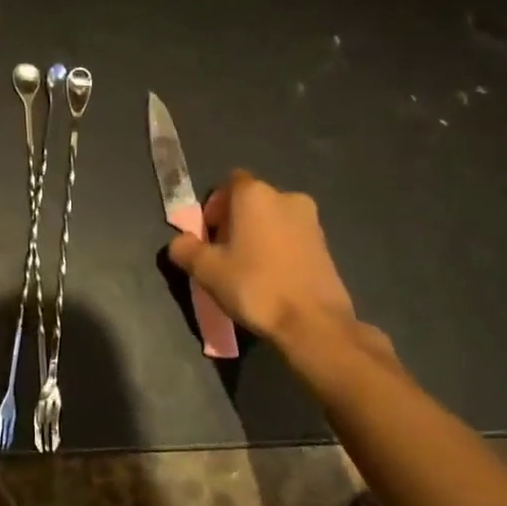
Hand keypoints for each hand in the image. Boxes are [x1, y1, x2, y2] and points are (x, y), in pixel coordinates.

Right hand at [166, 170, 360, 348]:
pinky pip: (292, 237)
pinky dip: (278, 249)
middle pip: (252, 201)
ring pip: (273, 219)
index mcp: (255, 194)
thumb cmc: (254, 286)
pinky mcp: (326, 244)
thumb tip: (180, 242)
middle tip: (223, 254)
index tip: (208, 234)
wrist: (313, 322)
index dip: (214, 205)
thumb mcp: (206, 271)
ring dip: (258, 235)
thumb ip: (186, 249)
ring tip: (247, 269)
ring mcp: (311, 220)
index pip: (229, 183)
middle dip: (234, 221)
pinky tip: (271, 278)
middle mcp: (286, 197)